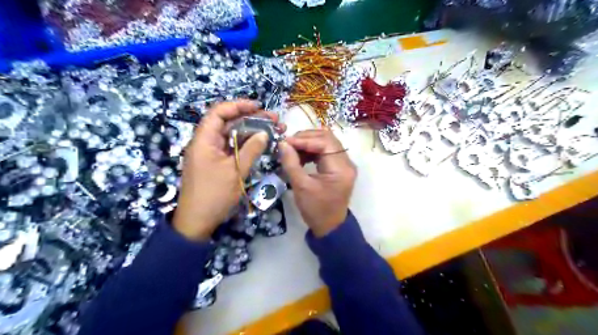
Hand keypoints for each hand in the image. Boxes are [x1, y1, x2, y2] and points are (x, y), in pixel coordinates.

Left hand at [171, 99, 281, 240]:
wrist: (197, 221)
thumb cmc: (214, 195)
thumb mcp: (235, 171)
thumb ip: (250, 150)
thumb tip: (264, 134)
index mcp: (204, 140)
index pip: (218, 113)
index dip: (238, 106)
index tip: (258, 106)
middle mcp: (206, 143)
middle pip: (228, 123)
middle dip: (251, 119)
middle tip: (273, 120)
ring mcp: (211, 154)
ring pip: (232, 136)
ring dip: (251, 132)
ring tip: (272, 130)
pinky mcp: (216, 163)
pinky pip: (232, 148)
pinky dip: (245, 145)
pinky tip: (260, 144)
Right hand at [279, 129, 356, 235]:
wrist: (329, 226)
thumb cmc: (315, 209)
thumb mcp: (301, 186)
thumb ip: (291, 163)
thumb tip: (283, 143)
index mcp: (340, 168)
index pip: (324, 142)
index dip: (304, 139)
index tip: (285, 142)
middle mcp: (347, 162)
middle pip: (327, 138)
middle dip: (306, 138)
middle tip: (288, 143)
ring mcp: (344, 164)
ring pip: (327, 143)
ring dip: (309, 143)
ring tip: (292, 150)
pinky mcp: (339, 167)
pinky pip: (326, 151)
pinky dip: (312, 151)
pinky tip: (301, 156)